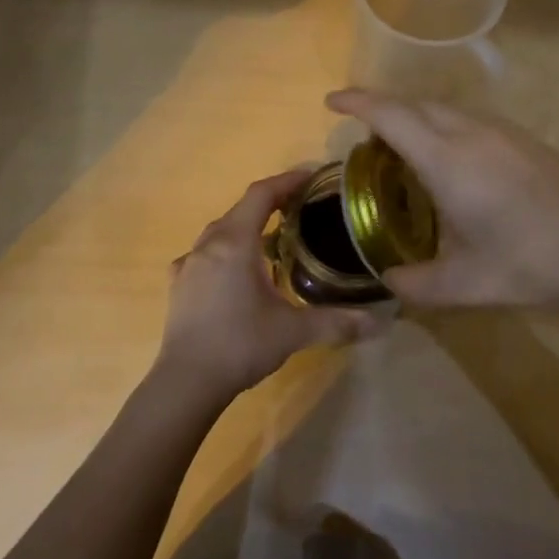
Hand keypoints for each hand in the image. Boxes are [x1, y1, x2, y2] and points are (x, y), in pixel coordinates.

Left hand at [153, 169, 375, 403]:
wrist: (186, 382)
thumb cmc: (240, 345)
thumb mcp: (294, 332)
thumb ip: (338, 321)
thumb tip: (380, 322)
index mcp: (235, 243)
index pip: (261, 194)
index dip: (286, 180)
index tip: (311, 176)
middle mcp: (208, 245)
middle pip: (240, 210)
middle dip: (270, 203)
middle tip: (300, 209)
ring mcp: (188, 264)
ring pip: (220, 232)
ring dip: (246, 228)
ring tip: (272, 241)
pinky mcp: (178, 285)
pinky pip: (204, 255)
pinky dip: (225, 253)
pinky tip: (235, 274)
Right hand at [326, 88, 558, 316]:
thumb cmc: (529, 266)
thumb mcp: (463, 285)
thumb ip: (414, 283)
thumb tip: (387, 281)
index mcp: (449, 161)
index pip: (391, 116)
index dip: (358, 103)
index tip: (331, 102)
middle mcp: (473, 134)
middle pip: (416, 105)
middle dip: (381, 109)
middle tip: (360, 135)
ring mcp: (504, 133)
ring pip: (445, 110)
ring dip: (414, 118)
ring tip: (398, 149)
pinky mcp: (525, 141)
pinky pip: (469, 120)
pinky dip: (441, 127)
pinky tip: (447, 161)